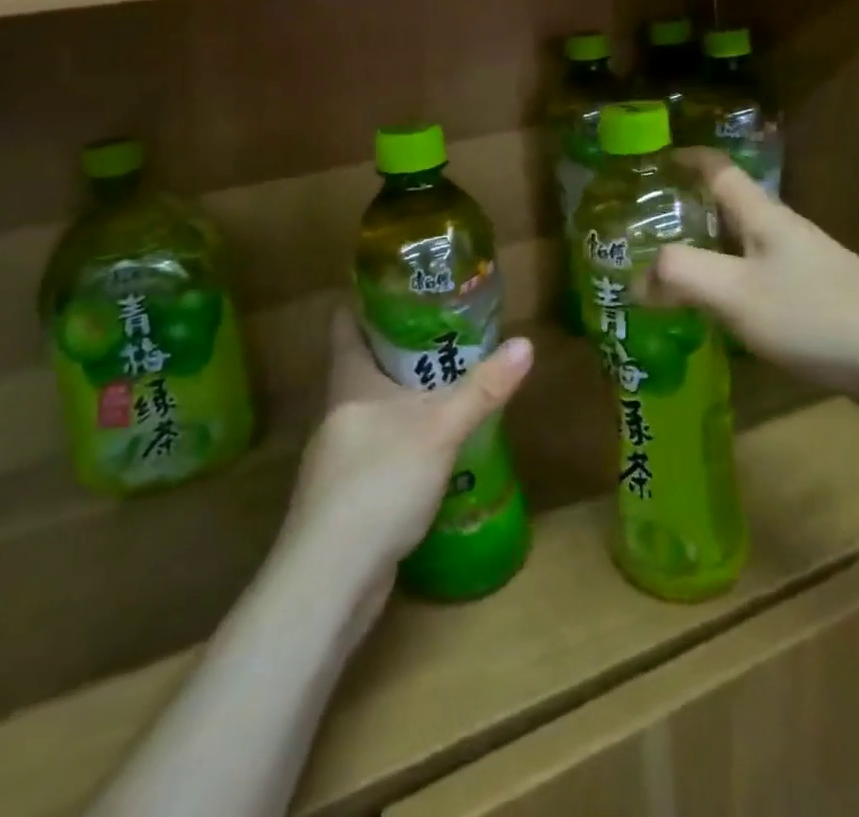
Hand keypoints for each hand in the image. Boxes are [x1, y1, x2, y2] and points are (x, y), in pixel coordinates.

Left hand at [284, 305, 533, 593]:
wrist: (331, 578)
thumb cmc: (379, 480)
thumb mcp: (440, 427)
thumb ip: (483, 387)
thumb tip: (527, 343)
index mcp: (350, 381)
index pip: (345, 322)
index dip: (366, 297)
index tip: (401, 281)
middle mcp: (339, 410)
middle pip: (364, 362)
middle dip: (402, 346)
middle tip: (447, 329)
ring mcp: (339, 455)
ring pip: (374, 407)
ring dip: (406, 394)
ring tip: (449, 382)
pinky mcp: (348, 494)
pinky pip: (380, 447)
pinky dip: (406, 436)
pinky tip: (437, 446)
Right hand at [638, 150, 858, 422]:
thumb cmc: (816, 314)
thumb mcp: (736, 292)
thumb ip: (681, 276)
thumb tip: (637, 277)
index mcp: (763, 217)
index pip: (719, 170)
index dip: (686, 158)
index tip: (652, 161)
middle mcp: (782, 234)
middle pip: (728, 209)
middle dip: (686, 212)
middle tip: (642, 231)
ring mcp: (803, 269)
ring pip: (741, 248)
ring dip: (705, 253)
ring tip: (666, 275)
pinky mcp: (816, 303)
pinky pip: (757, 282)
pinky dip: (727, 287)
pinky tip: (714, 317)